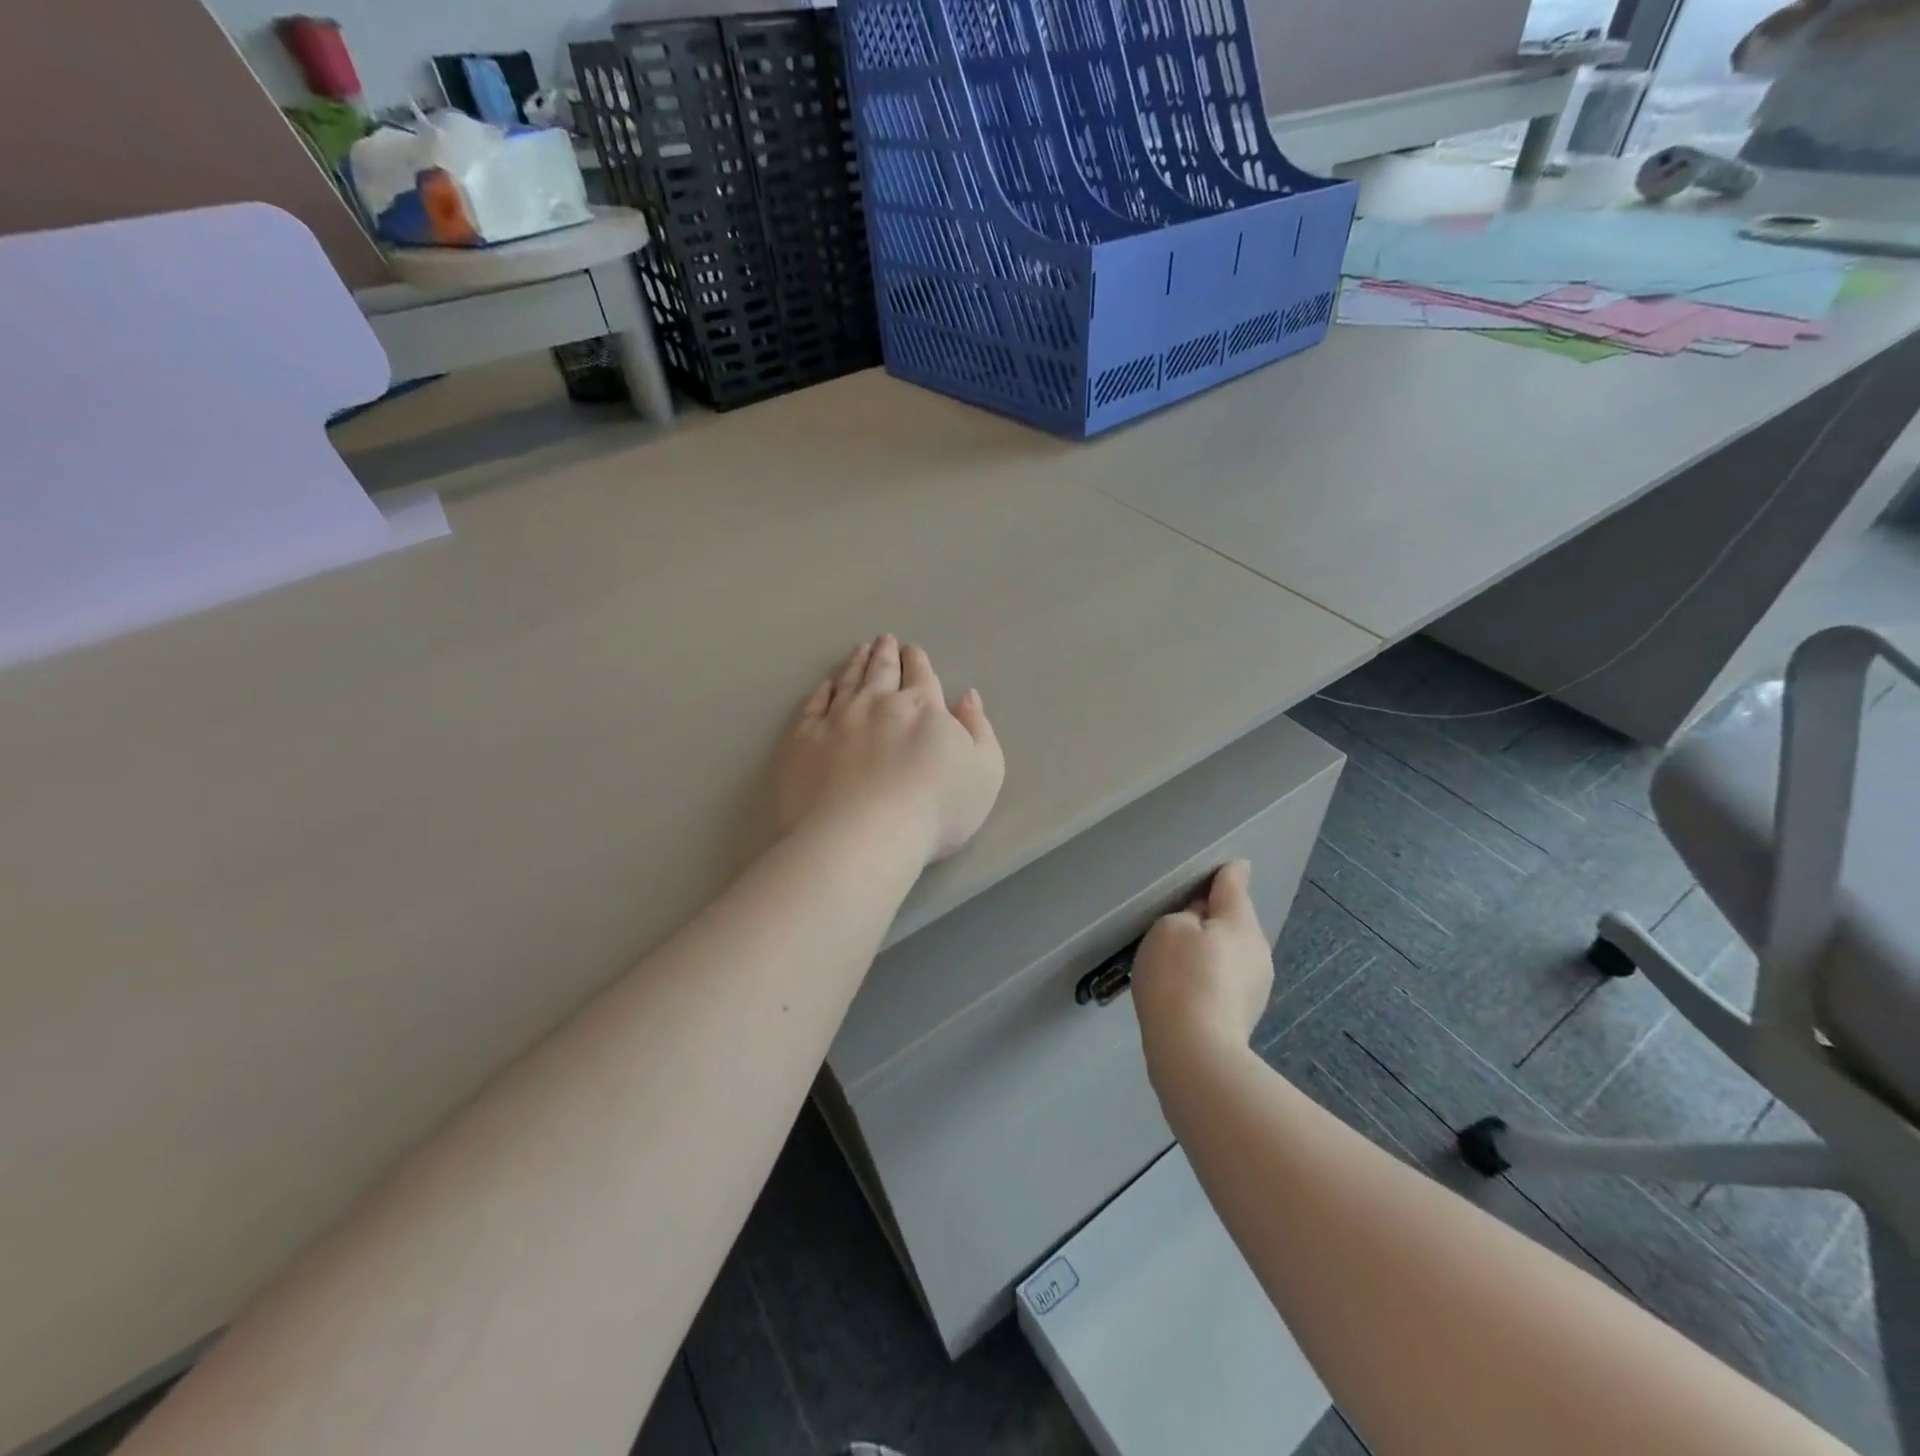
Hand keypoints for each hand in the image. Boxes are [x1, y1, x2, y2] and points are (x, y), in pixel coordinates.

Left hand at [775, 635, 1004, 864]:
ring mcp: (837, 719)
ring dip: (855, 663)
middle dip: (886, 654)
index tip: (912, 650)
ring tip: (859, 650)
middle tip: (884, 640)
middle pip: (882, 671)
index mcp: (923, 707)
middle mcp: (878, 703)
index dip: (917, 661)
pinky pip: (813, 706)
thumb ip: (979, 729)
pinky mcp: (804, 741)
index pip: (921, 675)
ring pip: (847, 681)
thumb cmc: (936, 809)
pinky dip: (821, 692)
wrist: (866, 835)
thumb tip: (967, 696)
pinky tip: (825, 686)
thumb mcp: (985, 771)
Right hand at [1131, 861, 1273, 1068]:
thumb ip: (1187, 914)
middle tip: (1180, 920)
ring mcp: (1257, 985)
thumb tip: (1203, 917)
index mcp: (1240, 922)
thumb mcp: (1169, 929)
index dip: (1227, 872)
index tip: (1229, 866)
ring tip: (1180, 958)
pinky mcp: (1246, 1013)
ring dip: (1212, 948)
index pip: (1234, 884)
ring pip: (1232, 951)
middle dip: (1214, 916)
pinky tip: (1188, 988)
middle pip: (1234, 920)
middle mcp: (1257, 949)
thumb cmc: (1179, 978)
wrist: (1195, 1053)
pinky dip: (1210, 975)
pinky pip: (1227, 979)